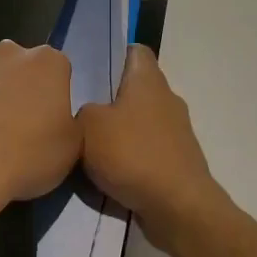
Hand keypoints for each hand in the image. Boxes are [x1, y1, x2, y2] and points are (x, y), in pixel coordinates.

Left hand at [0, 41, 81, 224]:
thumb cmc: (30, 154)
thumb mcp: (73, 146)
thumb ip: (70, 123)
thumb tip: (58, 119)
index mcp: (48, 62)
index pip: (59, 70)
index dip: (57, 96)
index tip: (53, 120)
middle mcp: (10, 54)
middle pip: (21, 67)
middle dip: (23, 88)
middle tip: (25, 125)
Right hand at [77, 46, 224, 250]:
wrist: (177, 206)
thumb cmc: (133, 154)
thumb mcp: (88, 126)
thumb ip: (81, 111)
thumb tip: (88, 114)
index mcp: (149, 80)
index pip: (134, 51)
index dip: (112, 55)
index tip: (88, 71)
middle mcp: (167, 99)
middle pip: (135, 88)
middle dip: (109, 99)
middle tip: (78, 111)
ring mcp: (176, 131)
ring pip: (140, 120)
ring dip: (119, 131)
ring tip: (89, 145)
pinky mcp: (178, 160)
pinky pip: (147, 149)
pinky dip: (131, 156)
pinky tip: (110, 171)